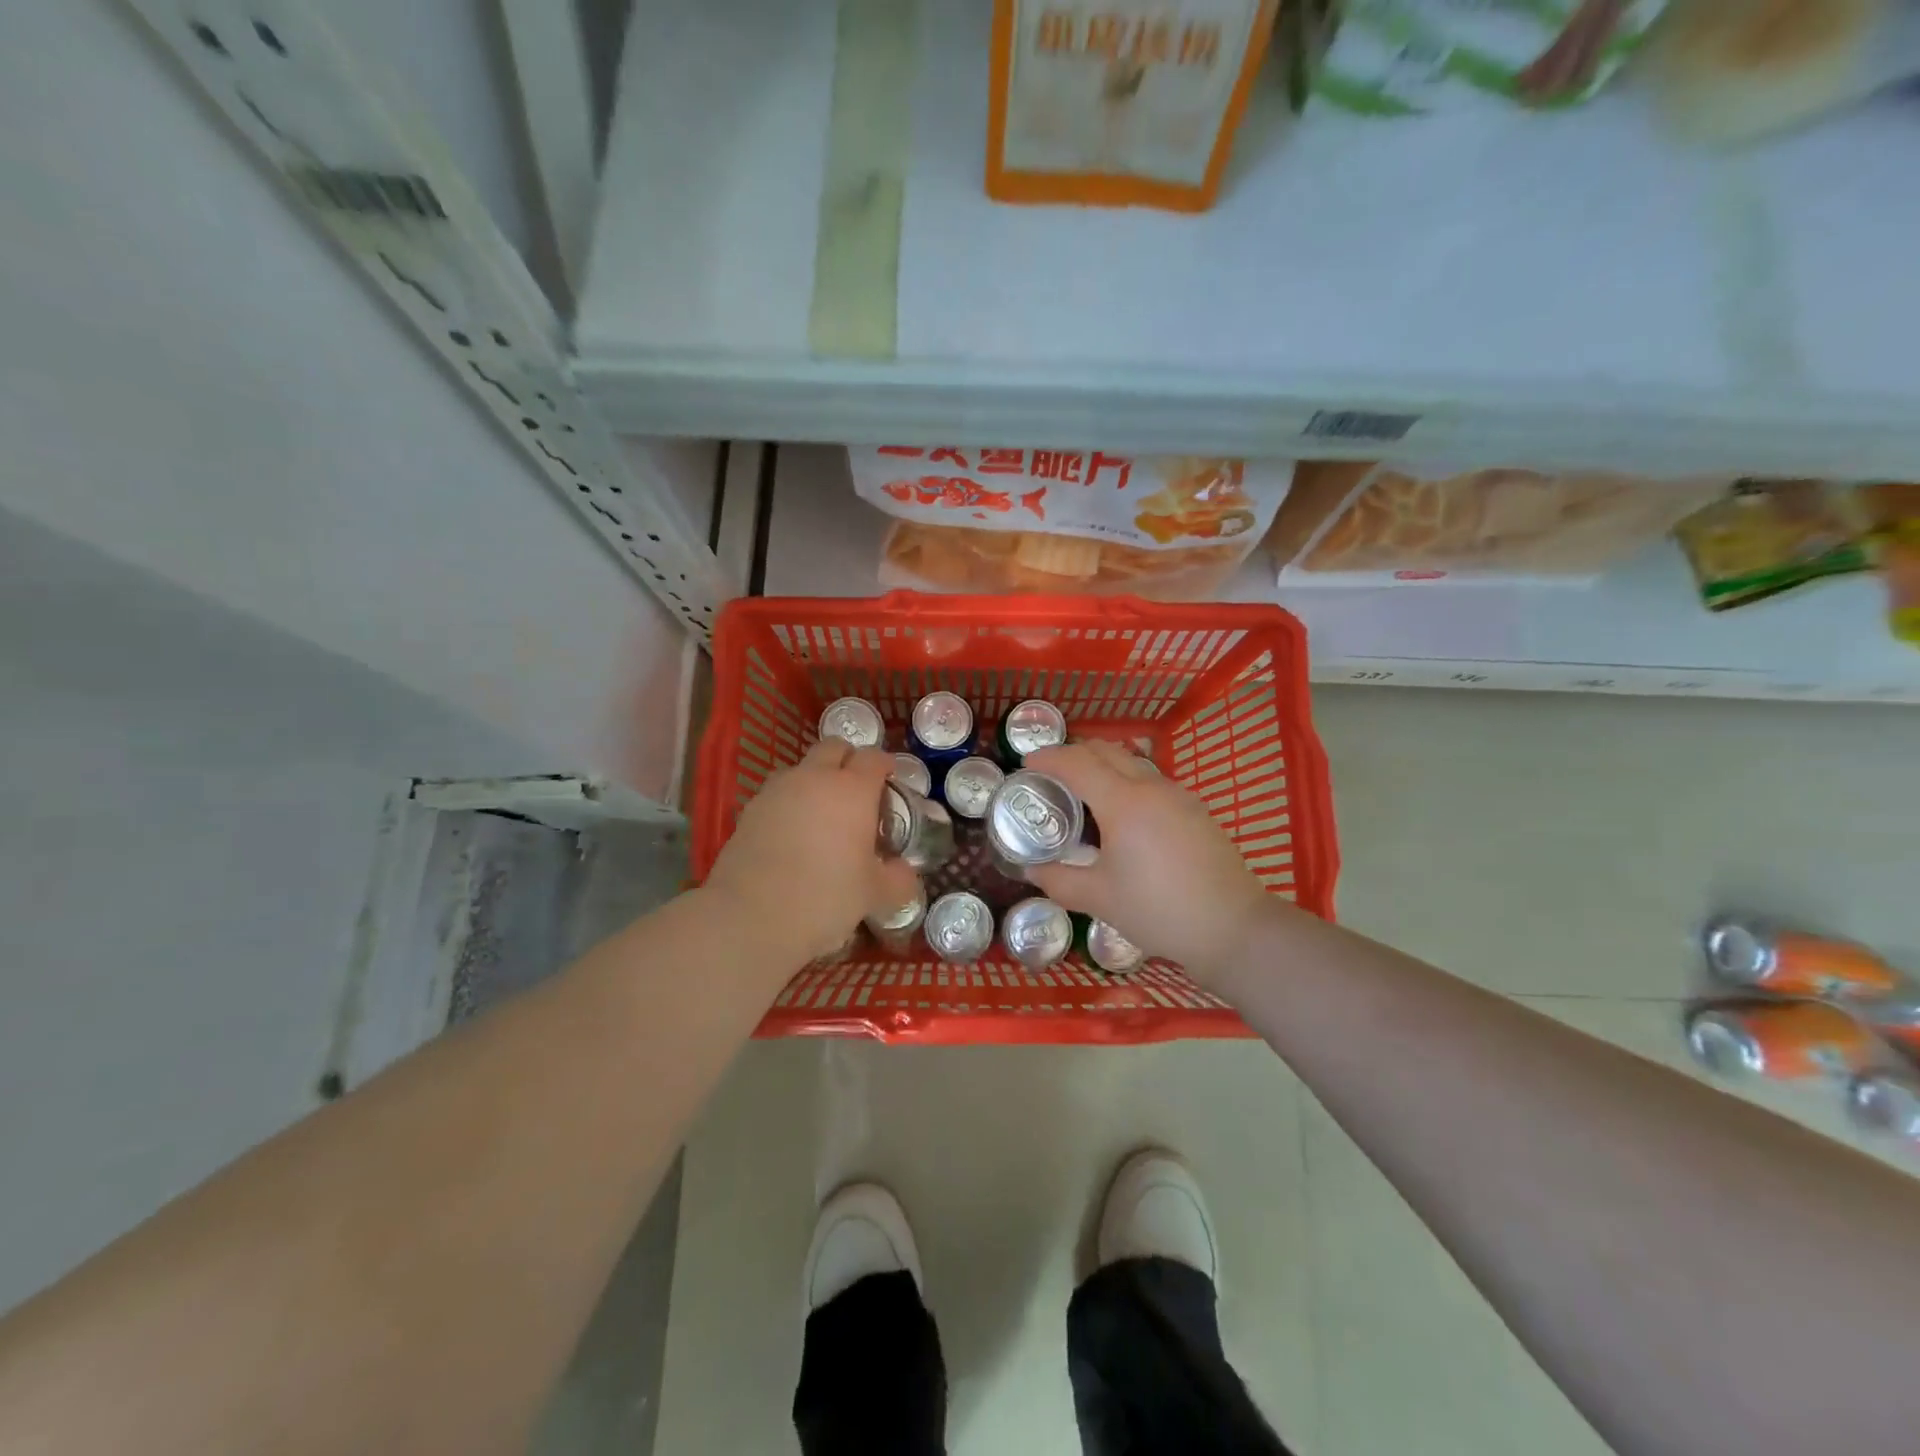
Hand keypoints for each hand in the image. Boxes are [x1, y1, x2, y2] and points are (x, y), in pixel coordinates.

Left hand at [704, 739, 919, 967]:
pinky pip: (776, 793)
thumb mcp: (874, 894)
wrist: (751, 916)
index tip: (891, 779)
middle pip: (833, 747)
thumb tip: (905, 873)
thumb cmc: (825, 897)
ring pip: (800, 767)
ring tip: (822, 811)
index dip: (885, 765)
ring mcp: (777, 791)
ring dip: (814, 778)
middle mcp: (814, 778)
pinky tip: (792, 833)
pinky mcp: (749, 810)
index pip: (873, 758)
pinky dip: (789, 802)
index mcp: (852, 790)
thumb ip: (897, 880)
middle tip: (857, 788)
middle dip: (848, 759)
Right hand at [1024, 741, 1279, 983]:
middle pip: (1106, 751)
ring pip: (1132, 762)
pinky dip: (1125, 781)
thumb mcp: (1099, 899)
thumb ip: (1059, 880)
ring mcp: (1178, 795)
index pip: (1076, 763)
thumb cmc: (1159, 910)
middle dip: (1073, 754)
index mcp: (1123, 802)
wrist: (1232, 927)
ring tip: (1083, 792)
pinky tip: (1121, 814)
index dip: (1047, 758)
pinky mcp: (1195, 809)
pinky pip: (1151, 780)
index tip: (1025, 764)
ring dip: (1102, 765)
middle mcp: (1151, 787)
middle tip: (1050, 775)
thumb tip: (1031, 870)